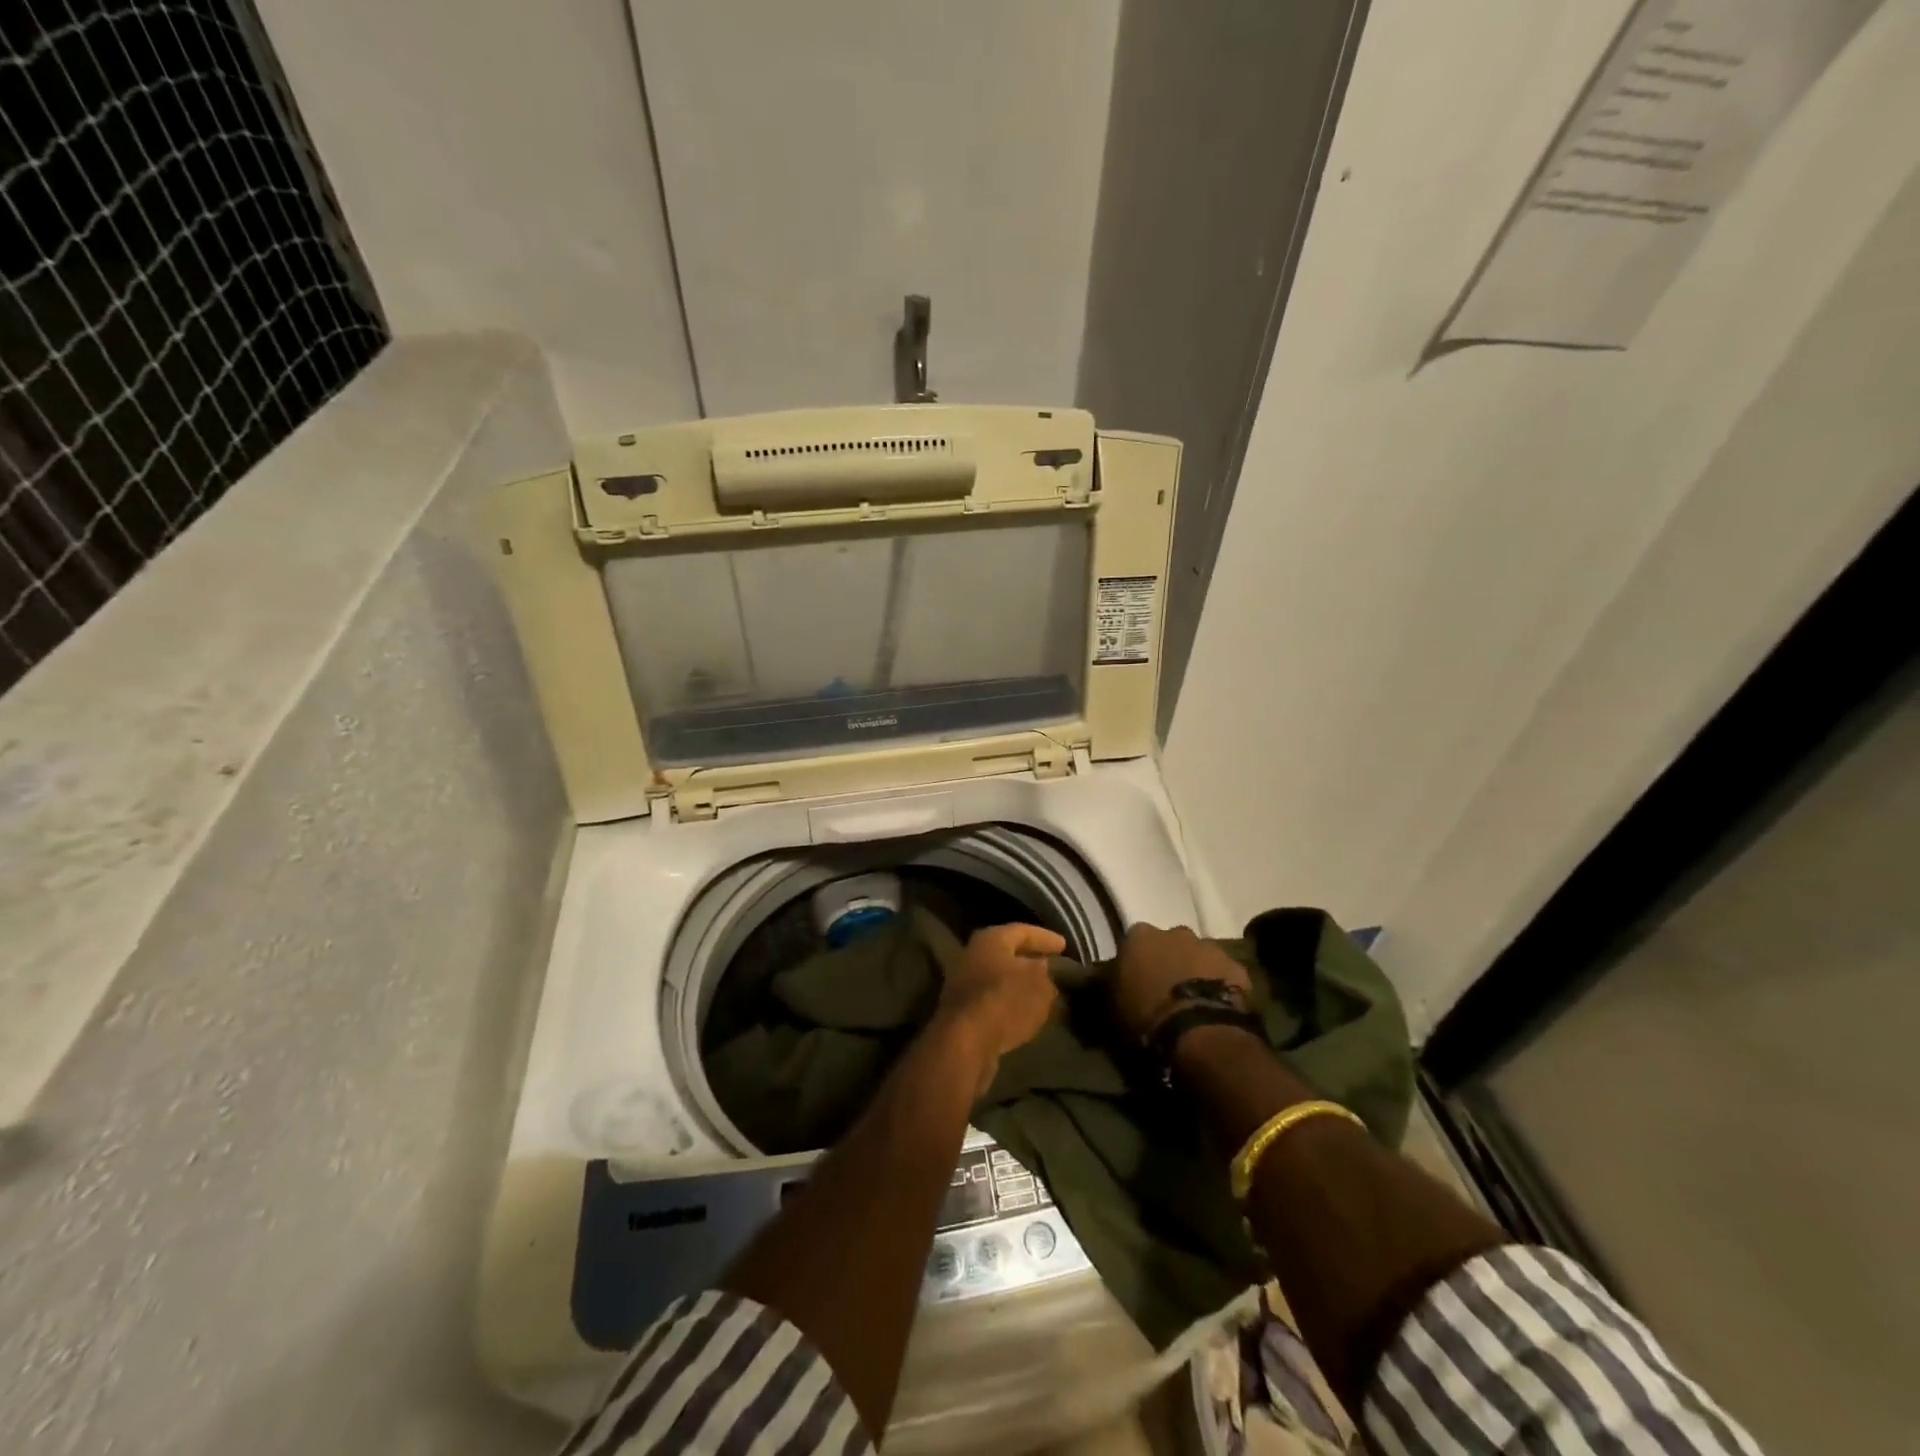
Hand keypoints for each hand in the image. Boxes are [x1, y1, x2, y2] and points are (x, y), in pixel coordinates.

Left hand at [935, 922, 1064, 1093]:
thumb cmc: (1006, 1000)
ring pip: (999, 978)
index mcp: (991, 939)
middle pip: (1007, 953)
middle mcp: (972, 955)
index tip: (1065, 946)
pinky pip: (992, 1000)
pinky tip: (1025, 1013)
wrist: (966, 1042)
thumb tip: (1044, 970)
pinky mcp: (962, 1011)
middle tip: (1053, 966)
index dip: (1046, 938)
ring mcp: (963, 983)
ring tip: (1044, 992)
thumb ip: (1047, 974)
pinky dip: (1010, 1003)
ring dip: (1019, 984)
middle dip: (1030, 960)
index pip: (1023, 931)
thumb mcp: (1040, 984)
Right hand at [1113, 922, 1251, 1040]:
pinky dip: (1221, 985)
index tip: (1136, 980)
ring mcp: (1209, 947)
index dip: (1136, 961)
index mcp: (1139, 936)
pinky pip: (1225, 974)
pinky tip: (1216, 1007)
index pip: (1133, 942)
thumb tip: (1111, 980)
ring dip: (1195, 970)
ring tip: (1193, 1000)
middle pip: (1169, 943)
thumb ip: (1113, 984)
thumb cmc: (1146, 1017)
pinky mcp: (1237, 967)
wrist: (1198, 1033)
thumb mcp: (1113, 1004)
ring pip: (1199, 956)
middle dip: (1168, 960)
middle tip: (1166, 989)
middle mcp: (1174, 932)